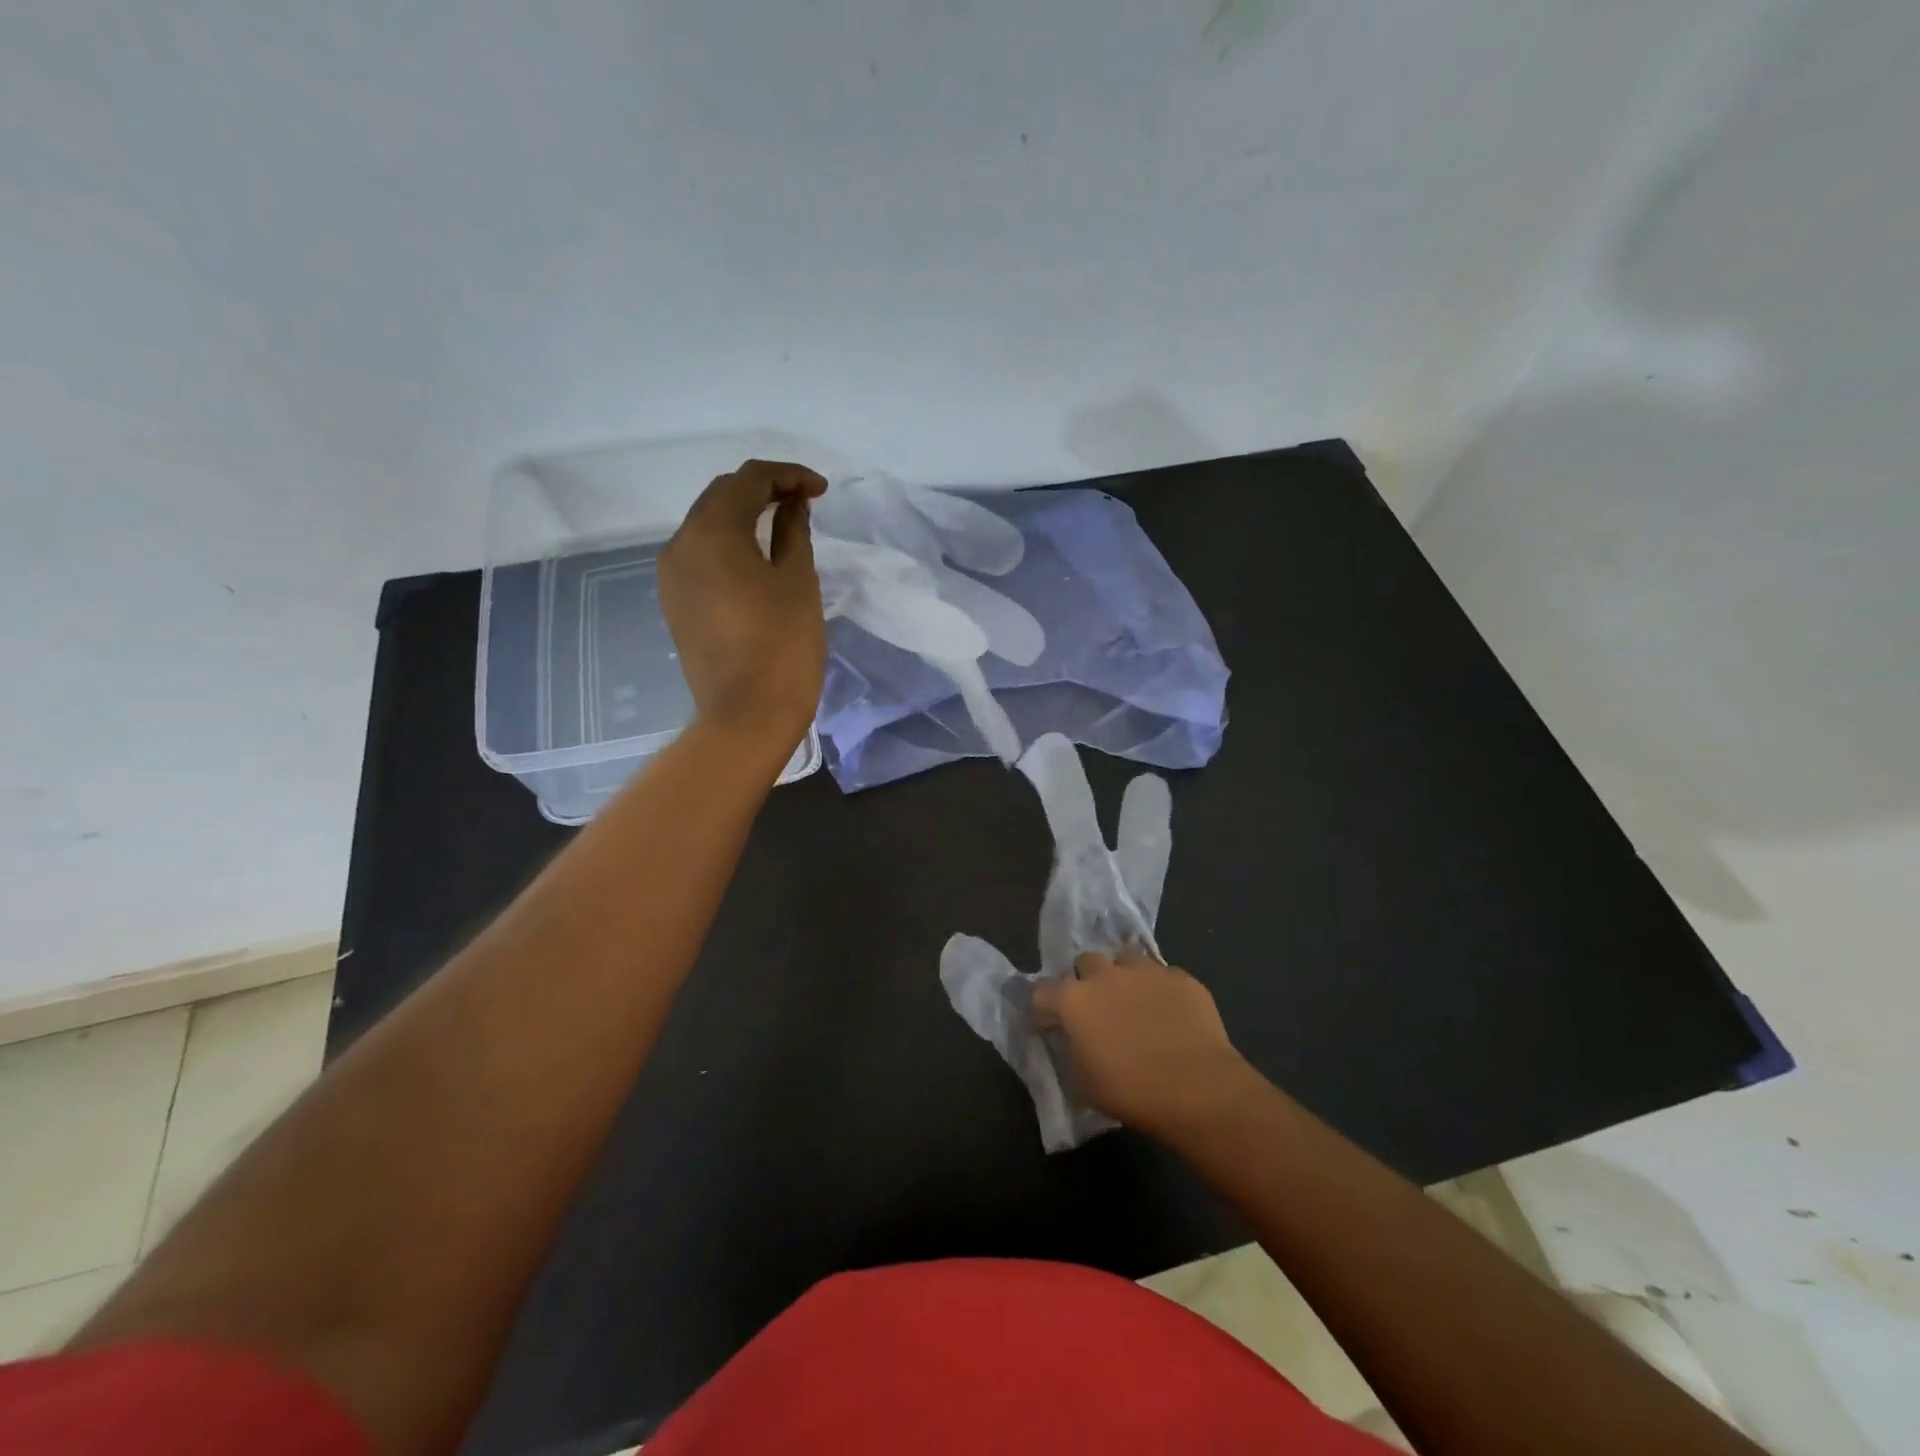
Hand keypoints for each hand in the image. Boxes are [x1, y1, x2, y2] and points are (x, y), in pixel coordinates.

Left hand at [658, 460, 828, 750]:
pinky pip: (701, 555)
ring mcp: (672, 576)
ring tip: (783, 526)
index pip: (749, 480)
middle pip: (721, 496)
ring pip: (707, 525)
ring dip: (744, 515)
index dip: (789, 475)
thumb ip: (793, 532)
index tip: (822, 491)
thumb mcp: (797, 581)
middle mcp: (680, 544)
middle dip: (763, 490)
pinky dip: (729, 544)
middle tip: (804, 502)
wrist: (746, 716)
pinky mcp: (675, 602)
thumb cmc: (783, 646)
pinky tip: (756, 558)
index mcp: (711, 531)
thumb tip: (792, 505)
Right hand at [1033, 949, 1257, 1140]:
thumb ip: (1072, 1052)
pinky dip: (1159, 989)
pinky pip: (1162, 974)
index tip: (1053, 1026)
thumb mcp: (1084, 1083)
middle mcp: (1106, 975)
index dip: (1045, 1009)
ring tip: (1134, 1001)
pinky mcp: (1180, 977)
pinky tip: (1170, 1012)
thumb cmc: (1133, 1092)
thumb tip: (1073, 1040)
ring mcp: (1145, 971)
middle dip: (1086, 980)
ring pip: (1125, 958)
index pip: (1043, 991)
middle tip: (1097, 1007)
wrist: (1199, 1089)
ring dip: (1123, 976)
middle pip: (1085, 962)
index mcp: (1075, 1000)